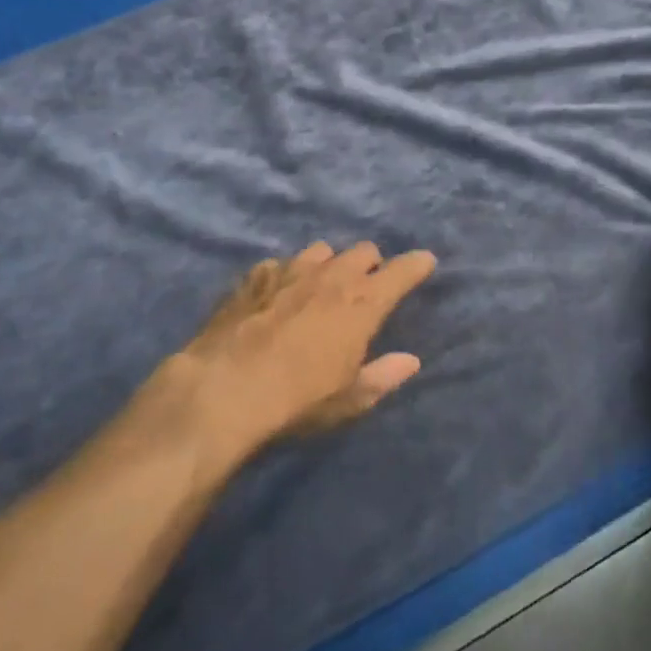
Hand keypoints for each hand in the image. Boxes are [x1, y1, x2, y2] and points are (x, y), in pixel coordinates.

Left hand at [122, 241, 436, 472]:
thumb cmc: (298, 400)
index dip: (417, 265)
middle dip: (371, 265)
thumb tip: (410, 361)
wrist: (225, 390)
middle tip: (366, 287)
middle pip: (364, 251)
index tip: (425, 263)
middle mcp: (332, 276)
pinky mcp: (255, 277)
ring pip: (322, 250)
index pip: (402, 270)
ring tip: (320, 287)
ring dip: (329, 264)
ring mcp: (290, 270)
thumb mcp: (349, 399)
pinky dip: (286, 276)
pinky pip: (280, 264)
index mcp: (362, 302)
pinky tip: (276, 297)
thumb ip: (383, 375)